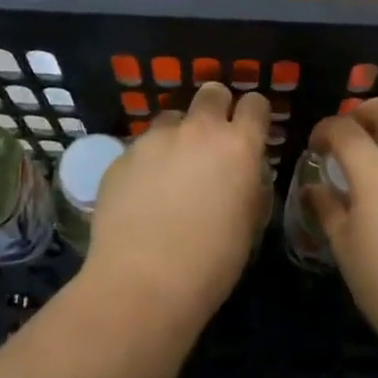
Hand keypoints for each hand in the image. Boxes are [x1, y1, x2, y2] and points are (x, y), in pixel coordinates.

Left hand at [84, 82, 270, 321]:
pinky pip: (141, 147)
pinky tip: (142, 194)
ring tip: (172, 168)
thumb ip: (249, 183)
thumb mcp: (249, 221)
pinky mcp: (121, 157)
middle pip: (211, 93)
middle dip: (216, 108)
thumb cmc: (211, 262)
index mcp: (238, 145)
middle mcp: (198, 130)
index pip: (255, 104)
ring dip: (178, 134)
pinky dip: (147, 161)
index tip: (251, 130)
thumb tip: (242, 171)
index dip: (254, 115)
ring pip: (171, 117)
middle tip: (212, 139)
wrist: (142, 283)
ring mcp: (154, 140)